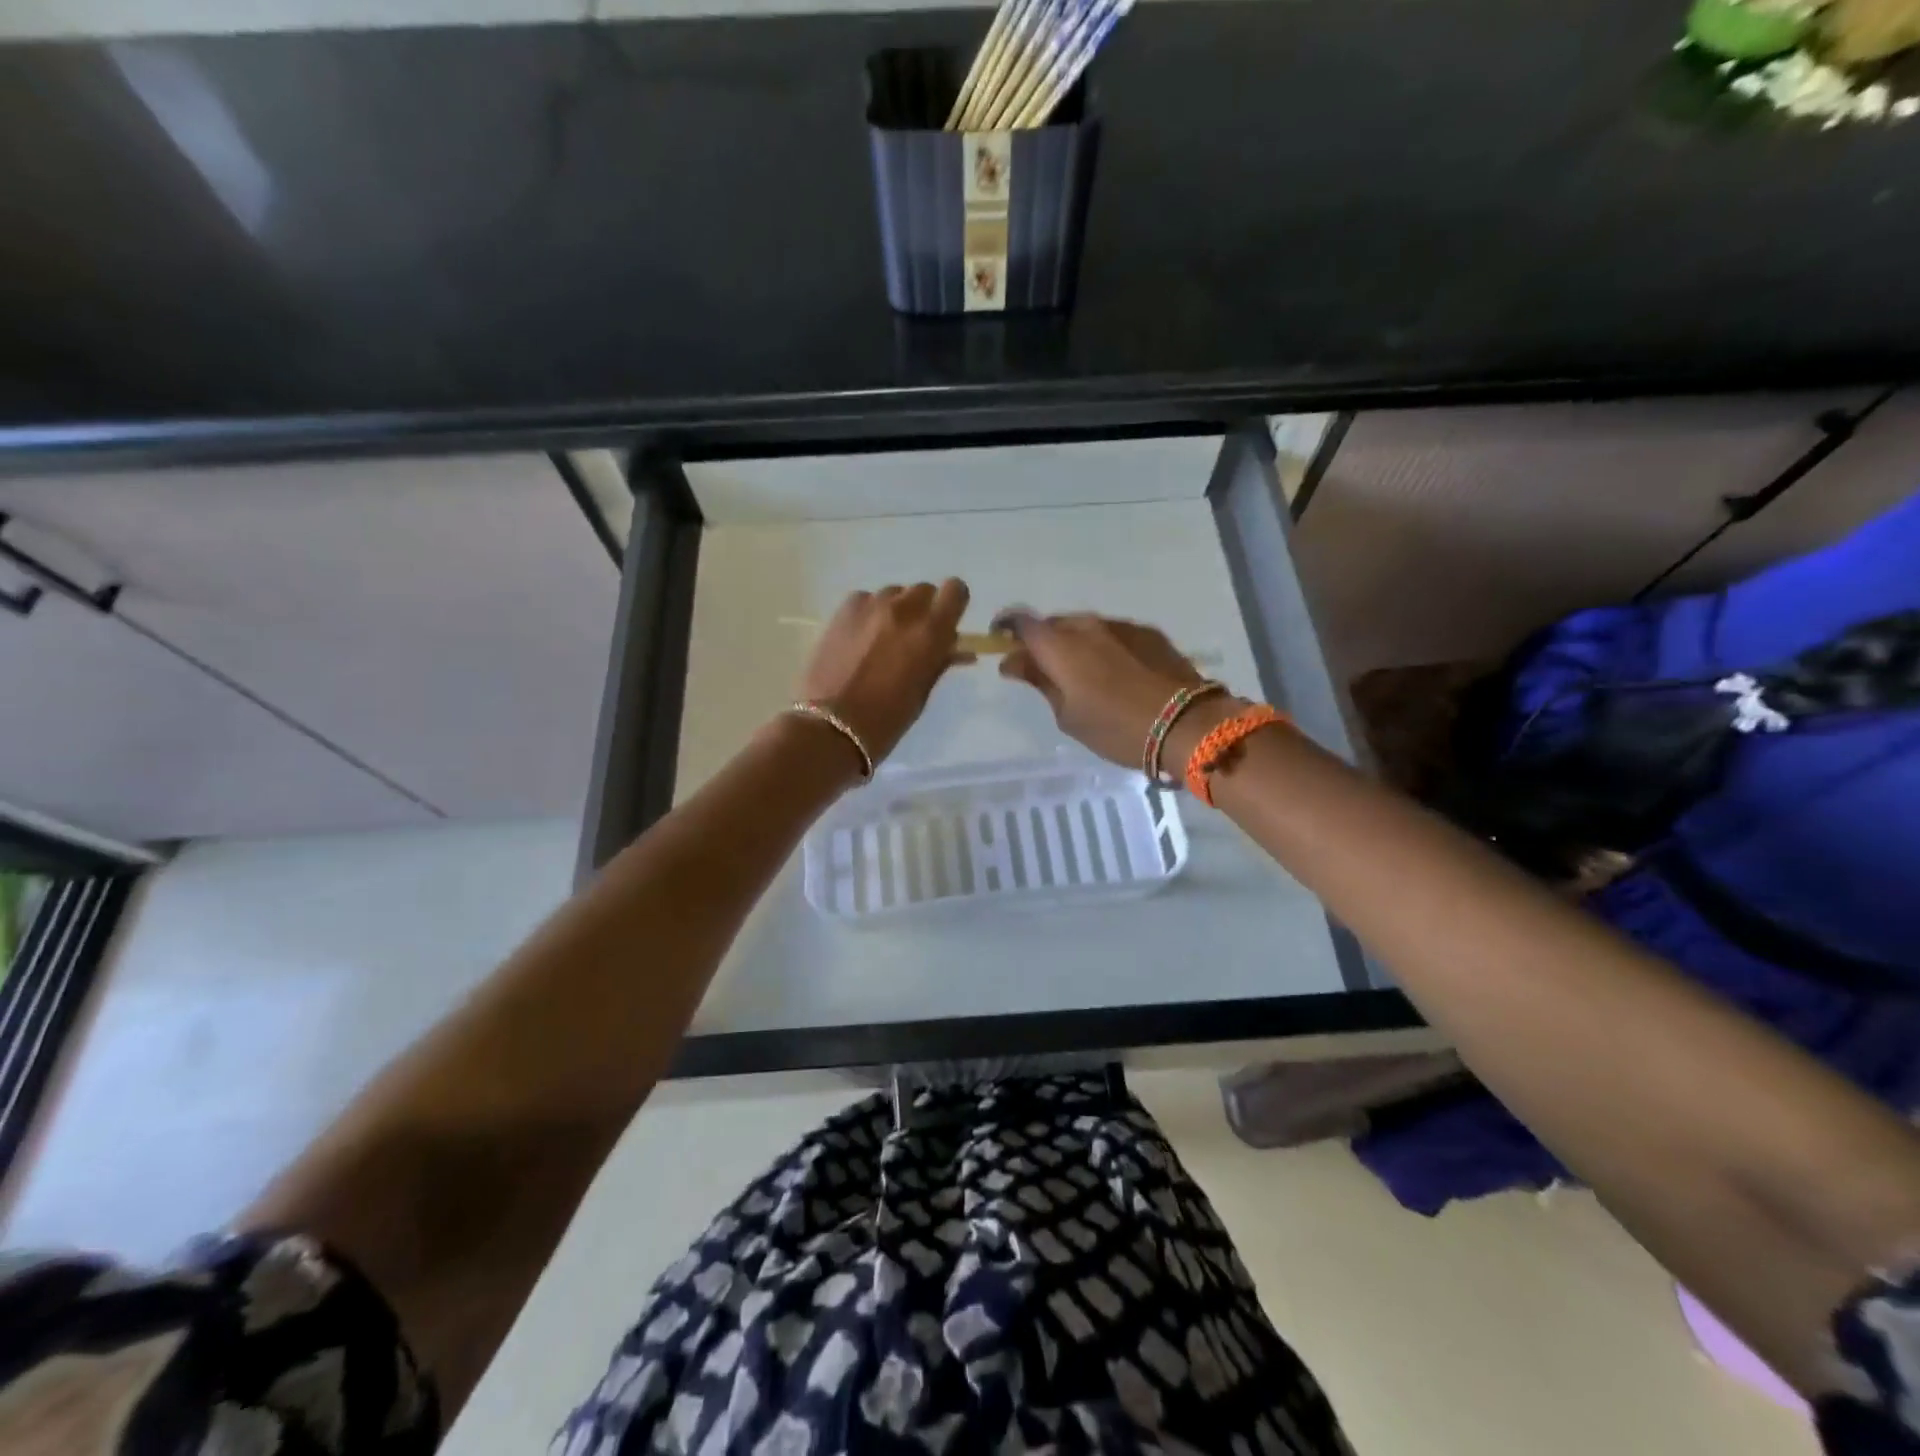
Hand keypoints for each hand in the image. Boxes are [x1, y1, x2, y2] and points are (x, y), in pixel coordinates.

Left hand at [797, 580, 970, 764]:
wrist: (830, 727)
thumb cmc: (886, 720)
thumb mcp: (922, 693)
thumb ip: (939, 662)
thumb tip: (955, 648)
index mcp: (931, 632)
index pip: (955, 591)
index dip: (953, 604)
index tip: (946, 622)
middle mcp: (904, 610)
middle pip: (923, 590)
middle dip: (923, 609)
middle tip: (912, 638)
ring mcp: (870, 605)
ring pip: (893, 594)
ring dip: (894, 611)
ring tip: (881, 640)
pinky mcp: (843, 609)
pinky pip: (865, 600)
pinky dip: (868, 614)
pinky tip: (858, 639)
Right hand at [996, 611, 1241, 769]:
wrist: (1188, 725)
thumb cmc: (1117, 728)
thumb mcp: (1068, 715)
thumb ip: (1039, 682)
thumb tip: (1013, 662)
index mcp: (1060, 645)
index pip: (1021, 621)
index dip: (1006, 628)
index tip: (1001, 645)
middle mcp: (1088, 625)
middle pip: (1053, 624)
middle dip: (1042, 643)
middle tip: (1043, 673)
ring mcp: (1121, 626)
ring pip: (1085, 629)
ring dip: (1075, 646)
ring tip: (1083, 678)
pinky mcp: (1148, 633)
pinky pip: (1113, 635)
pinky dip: (1104, 649)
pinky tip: (1116, 676)